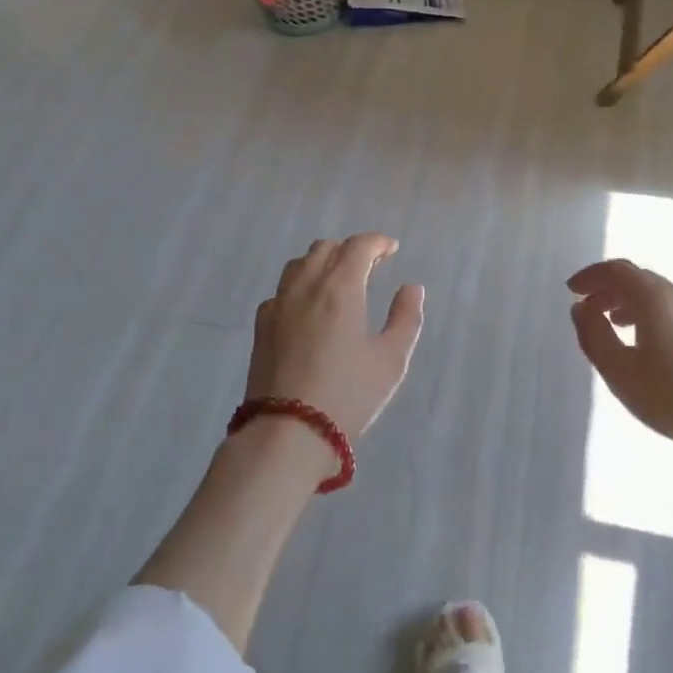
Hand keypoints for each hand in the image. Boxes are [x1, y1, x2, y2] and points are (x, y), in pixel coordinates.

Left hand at [246, 235, 425, 442]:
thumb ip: (406, 318)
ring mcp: (278, 304)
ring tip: (338, 283)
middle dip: (350, 250)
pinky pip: (282, 290)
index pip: (359, 246)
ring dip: (322, 263)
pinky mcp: (261, 326)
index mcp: (340, 287)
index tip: (391, 250)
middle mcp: (306, 286)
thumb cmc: (348, 394)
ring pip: (299, 264)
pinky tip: (308, 309)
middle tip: (369, 267)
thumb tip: (411, 288)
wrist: (288, 431)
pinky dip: (300, 287)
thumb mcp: (391, 359)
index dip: (378, 242)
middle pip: (325, 248)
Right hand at [568, 259, 672, 479]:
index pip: (616, 270)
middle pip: (637, 278)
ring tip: (611, 323)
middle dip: (607, 288)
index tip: (571, 290)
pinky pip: (671, 309)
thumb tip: (581, 308)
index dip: (590, 276)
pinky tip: (645, 342)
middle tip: (586, 307)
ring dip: (628, 301)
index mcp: (654, 298)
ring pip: (656, 293)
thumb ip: (594, 336)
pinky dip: (648, 313)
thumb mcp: (621, 373)